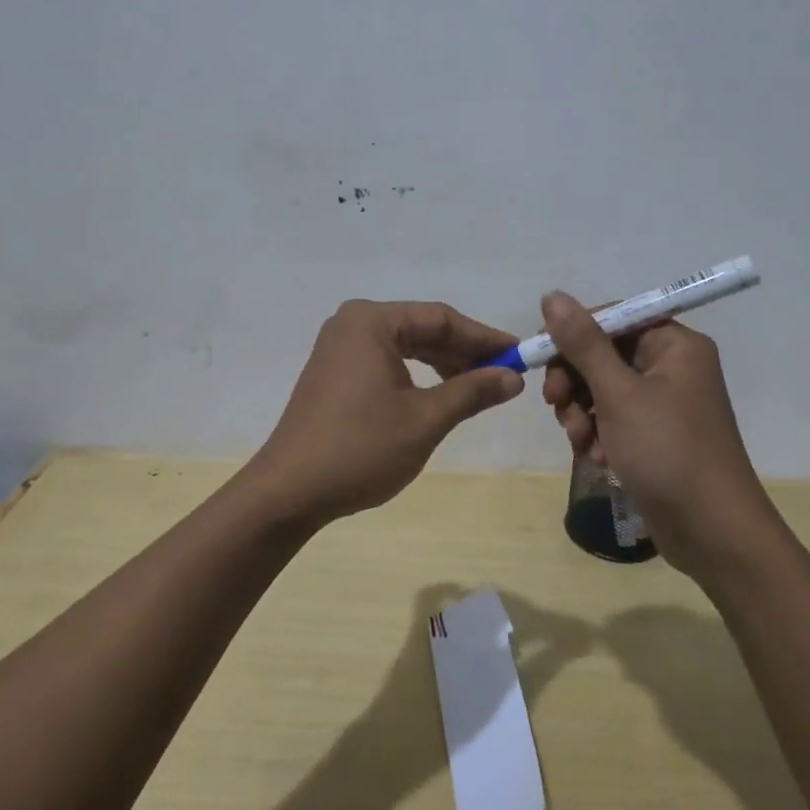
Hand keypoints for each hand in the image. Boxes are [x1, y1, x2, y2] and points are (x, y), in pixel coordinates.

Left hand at [251, 300, 524, 525]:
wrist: (289, 491)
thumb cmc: (360, 449)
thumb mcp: (425, 419)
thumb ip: (472, 391)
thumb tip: (514, 376)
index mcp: (372, 321)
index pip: (441, 318)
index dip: (484, 337)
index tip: (520, 354)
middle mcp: (353, 323)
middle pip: (423, 327)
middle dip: (465, 351)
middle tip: (504, 374)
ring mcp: (340, 346)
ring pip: (406, 344)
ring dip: (443, 363)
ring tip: (479, 387)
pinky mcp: (334, 371)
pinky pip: (387, 360)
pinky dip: (417, 374)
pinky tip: (440, 393)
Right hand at [539, 291, 770, 572]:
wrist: (713, 533)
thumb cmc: (668, 452)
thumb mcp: (619, 394)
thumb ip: (583, 343)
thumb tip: (552, 295)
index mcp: (674, 345)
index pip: (613, 317)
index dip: (573, 333)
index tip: (541, 355)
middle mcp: (671, 366)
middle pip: (603, 354)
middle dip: (575, 382)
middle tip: (555, 405)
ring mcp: (664, 403)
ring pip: (602, 389)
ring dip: (583, 414)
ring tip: (583, 443)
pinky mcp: (655, 435)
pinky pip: (614, 419)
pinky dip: (600, 435)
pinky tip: (599, 460)